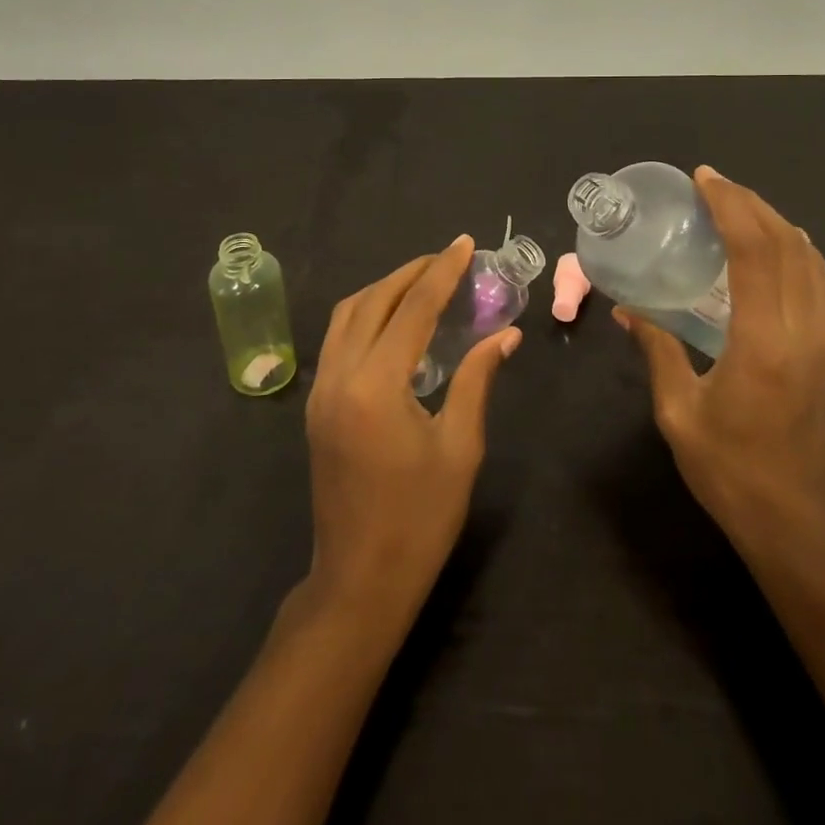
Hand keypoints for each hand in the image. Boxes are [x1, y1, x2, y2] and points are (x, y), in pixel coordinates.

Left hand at [304, 236, 520, 625]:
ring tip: (423, 281)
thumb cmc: (420, 519)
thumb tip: (506, 335)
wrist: (359, 580)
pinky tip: (394, 321)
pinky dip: (366, 315)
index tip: (464, 244)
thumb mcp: (460, 447)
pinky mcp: (317, 406)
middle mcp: (340, 376)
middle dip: (411, 273)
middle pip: (373, 301)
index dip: (442, 272)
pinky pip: (338, 339)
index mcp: (377, 386)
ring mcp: (321, 391)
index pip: (413, 309)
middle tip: (447, 258)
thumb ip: (477, 379)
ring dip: (384, 290)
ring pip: (347, 315)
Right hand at [616, 167, 824, 565]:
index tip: (705, 179)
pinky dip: (797, 251)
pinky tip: (775, 249)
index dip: (731, 207)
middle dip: (752, 204)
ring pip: (811, 261)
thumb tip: (627, 310)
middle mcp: (803, 331)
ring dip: (777, 224)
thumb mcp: (679, 411)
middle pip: (788, 245)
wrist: (798, 524)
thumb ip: (657, 350)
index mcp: (763, 342)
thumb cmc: (730, 470)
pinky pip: (819, 284)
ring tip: (740, 208)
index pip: (755, 251)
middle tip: (715, 185)